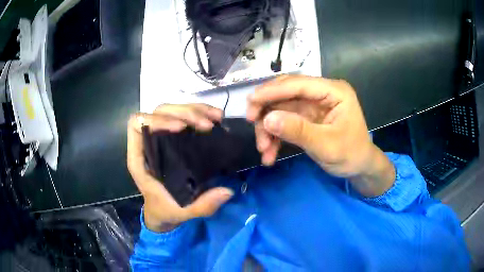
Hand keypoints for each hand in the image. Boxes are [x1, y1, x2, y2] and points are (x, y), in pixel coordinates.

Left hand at [127, 104, 233, 231]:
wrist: (163, 210)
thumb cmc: (165, 210)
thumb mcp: (182, 212)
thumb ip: (202, 206)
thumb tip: (227, 192)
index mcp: (139, 158)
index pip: (136, 125)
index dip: (156, 120)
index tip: (181, 128)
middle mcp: (147, 142)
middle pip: (159, 111)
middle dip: (184, 113)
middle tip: (207, 125)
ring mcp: (161, 137)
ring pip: (172, 109)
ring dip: (195, 110)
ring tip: (217, 117)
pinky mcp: (173, 138)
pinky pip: (183, 117)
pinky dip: (199, 113)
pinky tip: (216, 118)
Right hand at [246, 76, 394, 196]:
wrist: (359, 168)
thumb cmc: (351, 154)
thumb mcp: (327, 145)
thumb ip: (298, 131)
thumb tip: (267, 119)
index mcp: (333, 91)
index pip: (298, 84)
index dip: (272, 91)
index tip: (250, 101)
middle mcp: (321, 93)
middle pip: (286, 93)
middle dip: (267, 109)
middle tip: (251, 123)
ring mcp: (313, 105)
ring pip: (281, 109)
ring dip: (269, 128)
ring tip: (263, 150)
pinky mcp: (307, 118)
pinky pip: (285, 122)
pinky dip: (275, 137)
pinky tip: (269, 153)